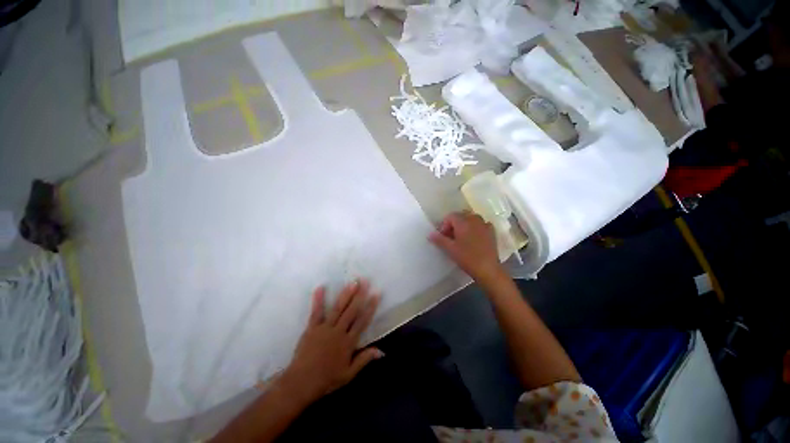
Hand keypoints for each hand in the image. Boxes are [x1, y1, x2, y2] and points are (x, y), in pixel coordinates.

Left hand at [280, 279, 382, 404]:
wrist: (301, 383)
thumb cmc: (327, 379)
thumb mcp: (349, 374)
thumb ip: (364, 359)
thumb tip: (381, 351)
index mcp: (348, 342)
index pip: (362, 321)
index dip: (370, 307)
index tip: (376, 294)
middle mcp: (338, 331)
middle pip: (351, 310)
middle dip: (359, 295)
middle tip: (365, 281)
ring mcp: (325, 328)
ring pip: (337, 308)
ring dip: (345, 294)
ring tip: (352, 282)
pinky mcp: (312, 328)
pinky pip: (316, 312)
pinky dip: (318, 300)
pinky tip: (320, 287)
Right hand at [429, 211, 504, 282]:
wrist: (487, 269)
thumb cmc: (467, 257)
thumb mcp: (450, 249)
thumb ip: (439, 239)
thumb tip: (430, 234)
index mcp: (463, 222)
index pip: (450, 216)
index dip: (444, 225)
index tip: (443, 237)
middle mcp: (474, 219)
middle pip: (461, 216)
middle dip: (454, 224)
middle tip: (450, 237)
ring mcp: (484, 225)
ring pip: (471, 219)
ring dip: (464, 225)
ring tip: (461, 238)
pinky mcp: (492, 232)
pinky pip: (481, 225)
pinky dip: (475, 228)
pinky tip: (474, 238)